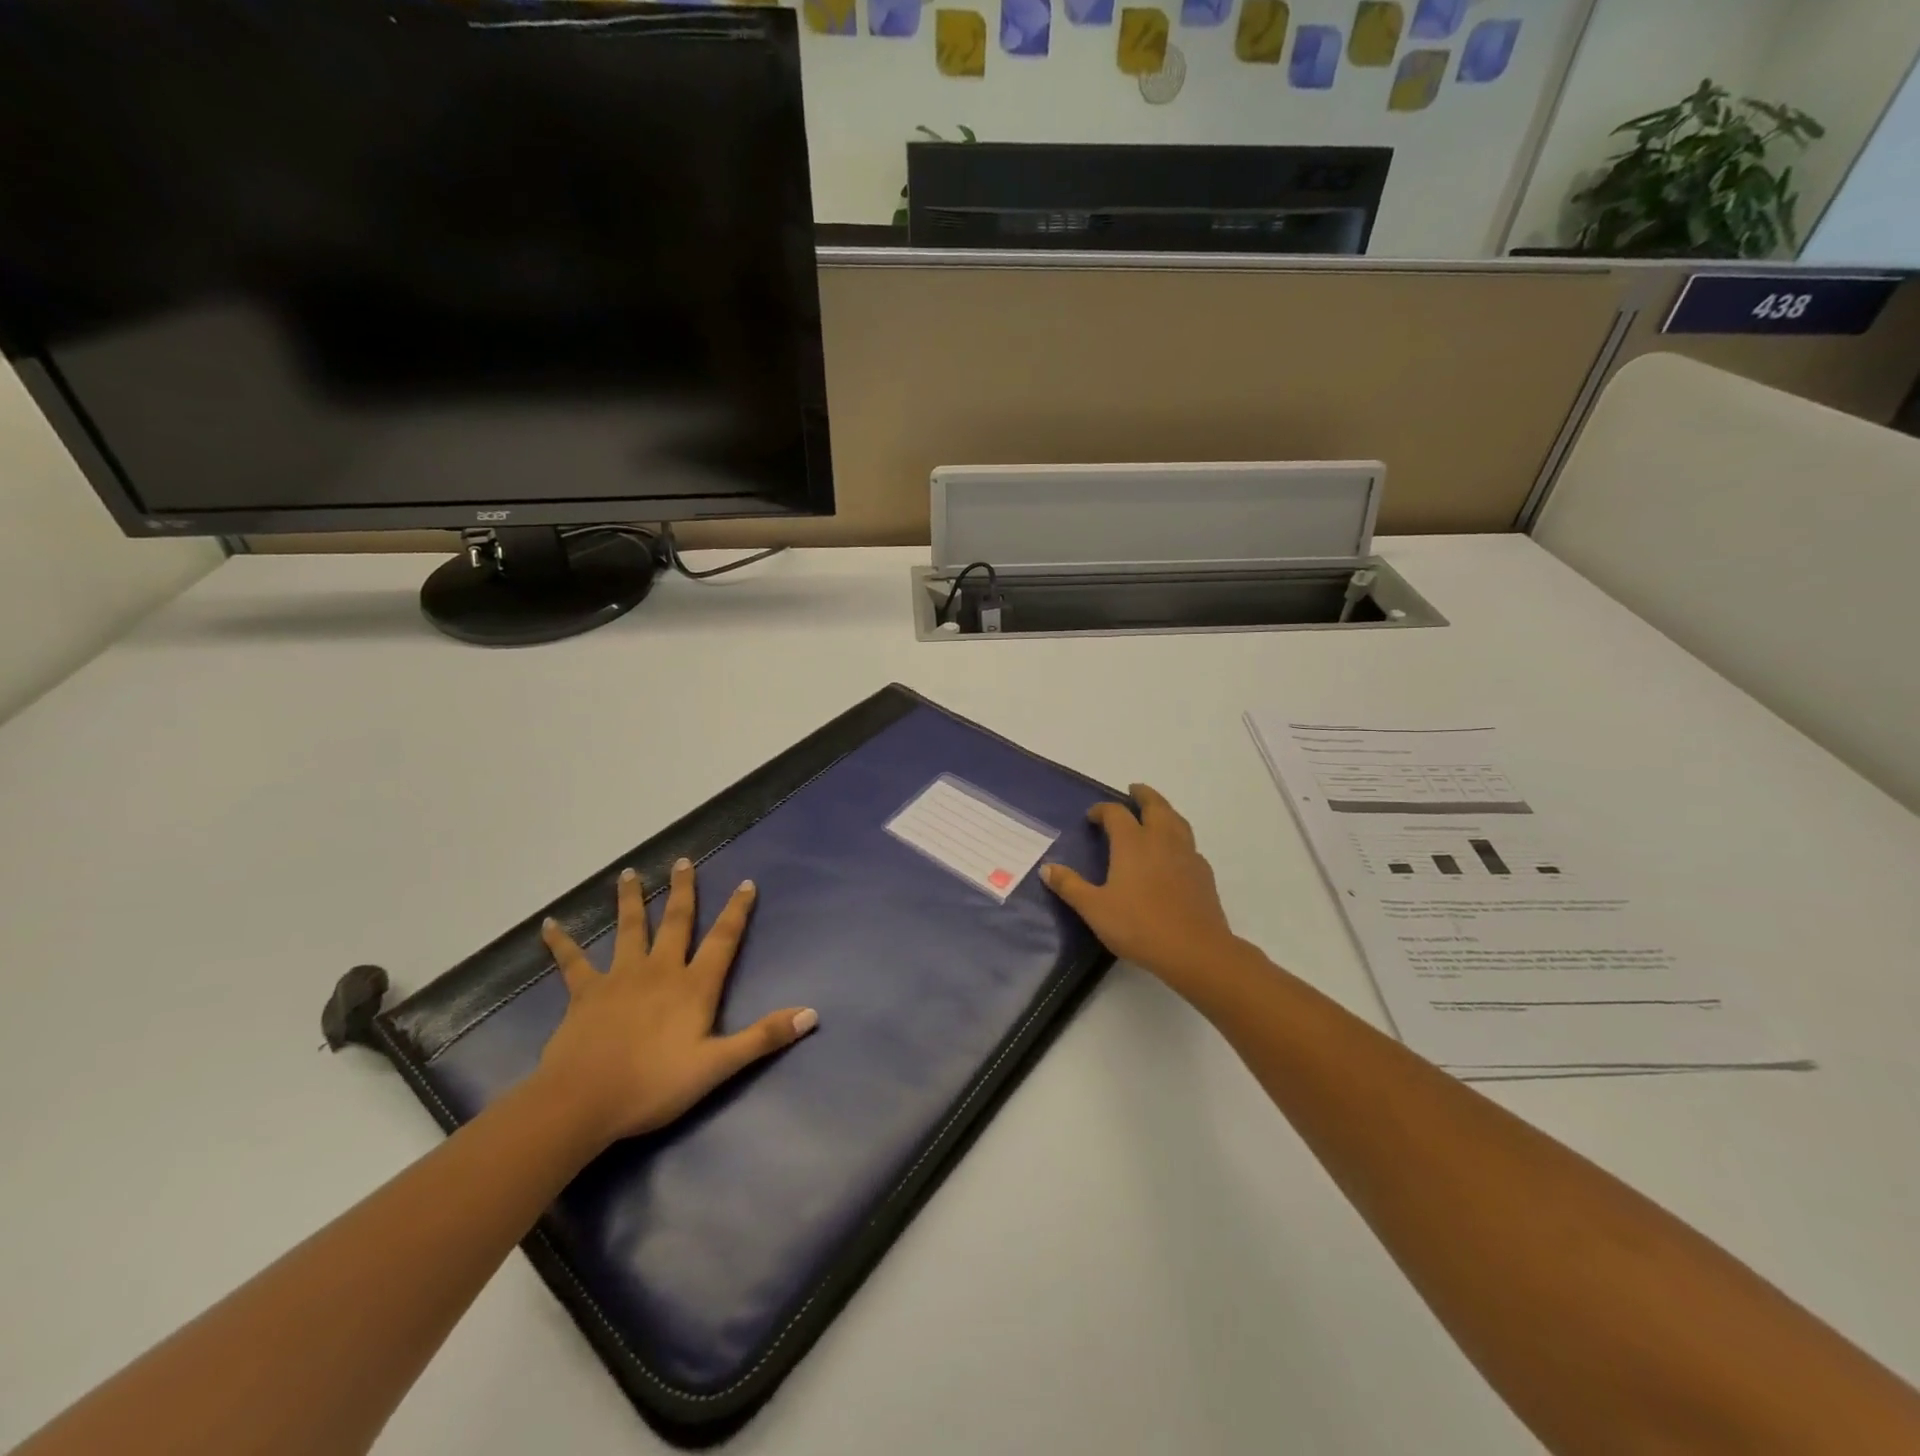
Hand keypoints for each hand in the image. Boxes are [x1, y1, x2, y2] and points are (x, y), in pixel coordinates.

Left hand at [535, 858, 816, 1145]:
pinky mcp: (585, 993)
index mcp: (694, 986)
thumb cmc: (654, 1085)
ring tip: (628, 873)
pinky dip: (562, 942)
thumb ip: (763, 1037)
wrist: (583, 1102)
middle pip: (675, 922)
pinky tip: (549, 925)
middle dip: (682, 891)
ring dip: (629, 900)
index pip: (723, 939)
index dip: (736, 911)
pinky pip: (572, 962)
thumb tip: (811, 1014)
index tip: (746, 883)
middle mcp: (660, 970)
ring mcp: (619, 978)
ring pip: (628, 929)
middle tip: (682, 861)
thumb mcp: (717, 1066)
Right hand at [1042, 784, 1242, 997]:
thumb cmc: (1138, 926)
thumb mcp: (1094, 908)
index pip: (1116, 813)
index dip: (1103, 810)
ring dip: (1164, 811)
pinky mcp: (1202, 873)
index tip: (1092, 816)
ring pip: (1177, 820)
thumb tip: (1047, 868)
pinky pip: (1189, 844)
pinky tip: (1174, 853)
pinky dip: (1179, 838)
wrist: (1194, 950)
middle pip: (1155, 805)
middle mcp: (1161, 840)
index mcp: (1133, 842)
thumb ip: (1070, 886)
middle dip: (1143, 795)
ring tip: (1155, 814)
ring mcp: (1186, 854)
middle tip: (1133, 791)